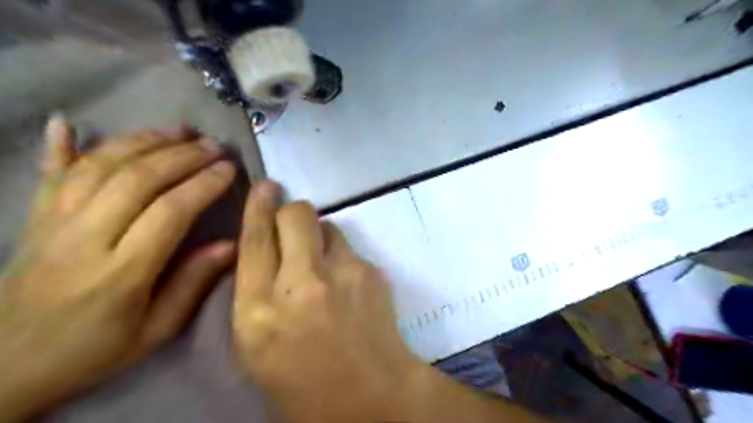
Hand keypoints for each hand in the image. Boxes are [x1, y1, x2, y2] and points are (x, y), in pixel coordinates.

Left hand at [1, 118, 233, 420]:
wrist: (6, 367)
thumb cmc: (94, 349)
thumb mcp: (157, 330)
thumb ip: (193, 284)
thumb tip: (231, 244)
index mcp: (121, 272)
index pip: (170, 212)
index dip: (203, 184)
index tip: (229, 169)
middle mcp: (84, 239)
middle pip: (136, 179)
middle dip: (182, 155)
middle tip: (214, 145)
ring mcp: (53, 224)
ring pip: (99, 166)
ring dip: (142, 141)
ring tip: (178, 130)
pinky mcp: (34, 220)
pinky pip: (47, 175)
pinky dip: (58, 146)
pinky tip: (69, 122)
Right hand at [233, 184, 425, 422]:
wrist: (369, 393)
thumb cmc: (302, 381)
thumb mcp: (256, 344)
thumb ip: (256, 293)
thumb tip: (268, 252)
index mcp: (258, 311)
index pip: (255, 240)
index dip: (258, 207)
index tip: (265, 186)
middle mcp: (299, 284)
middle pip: (295, 215)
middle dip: (292, 212)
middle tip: (294, 226)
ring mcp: (340, 274)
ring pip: (327, 225)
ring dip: (320, 236)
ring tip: (324, 263)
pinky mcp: (370, 271)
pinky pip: (349, 248)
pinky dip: (342, 257)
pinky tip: (347, 285)